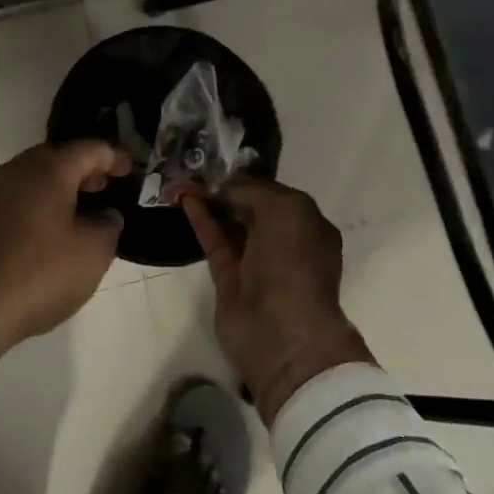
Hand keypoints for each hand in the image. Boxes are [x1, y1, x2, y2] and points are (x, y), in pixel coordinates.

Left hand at [0, 141, 130, 381]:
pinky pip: (12, 195)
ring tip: (75, 211)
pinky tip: (40, 229)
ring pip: (31, 175)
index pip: (89, 149)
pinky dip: (33, 201)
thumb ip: (108, 225)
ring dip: (56, 186)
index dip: (114, 157)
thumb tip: (105, 215)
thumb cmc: (39, 275)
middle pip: (57, 156)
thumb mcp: (92, 254)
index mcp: (49, 170)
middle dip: (83, 169)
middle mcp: (16, 169)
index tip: (130, 171)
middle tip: (104, 189)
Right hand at [183, 180, 376, 423]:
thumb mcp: (284, 210)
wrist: (281, 332)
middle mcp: (285, 242)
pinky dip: (202, 220)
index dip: (249, 177)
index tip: (221, 160)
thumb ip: (253, 190)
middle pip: (252, 207)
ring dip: (211, 202)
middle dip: (228, 188)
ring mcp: (256, 262)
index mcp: (308, 225)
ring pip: (231, 223)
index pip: (275, 193)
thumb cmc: (293, 263)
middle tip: (198, 166)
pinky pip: (215, 241)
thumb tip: (226, 187)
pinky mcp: (230, 278)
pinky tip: (186, 199)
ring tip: (185, 178)